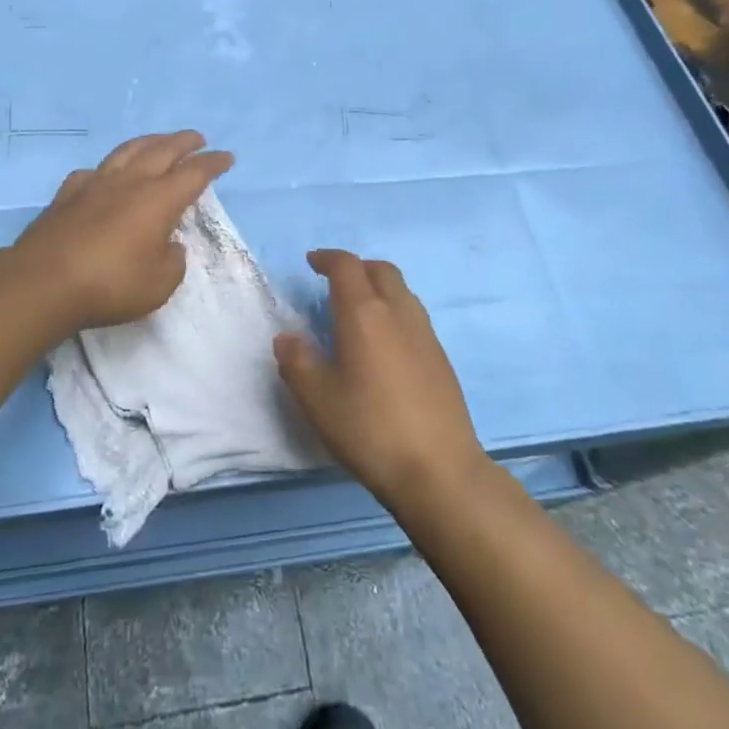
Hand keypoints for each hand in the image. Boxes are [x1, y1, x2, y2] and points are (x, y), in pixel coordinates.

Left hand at [10, 131, 233, 333]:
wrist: (43, 282)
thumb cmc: (110, 284)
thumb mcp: (159, 284)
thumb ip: (172, 260)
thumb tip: (168, 245)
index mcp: (158, 200)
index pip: (193, 174)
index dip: (212, 164)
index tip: (226, 157)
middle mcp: (129, 182)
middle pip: (162, 150)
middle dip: (183, 142)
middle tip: (197, 138)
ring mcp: (95, 184)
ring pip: (127, 151)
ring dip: (149, 142)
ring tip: (159, 141)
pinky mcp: (67, 195)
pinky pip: (93, 171)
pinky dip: (108, 168)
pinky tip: (105, 174)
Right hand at [275, 250, 485, 507]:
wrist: (440, 470)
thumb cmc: (370, 429)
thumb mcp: (318, 399)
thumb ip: (297, 362)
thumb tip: (287, 337)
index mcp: (364, 314)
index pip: (346, 266)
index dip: (327, 258)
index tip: (312, 262)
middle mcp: (398, 313)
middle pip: (380, 270)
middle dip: (356, 267)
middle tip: (334, 283)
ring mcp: (425, 334)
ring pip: (401, 291)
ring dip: (378, 287)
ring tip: (358, 311)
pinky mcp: (441, 358)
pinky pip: (413, 315)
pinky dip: (394, 312)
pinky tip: (384, 345)